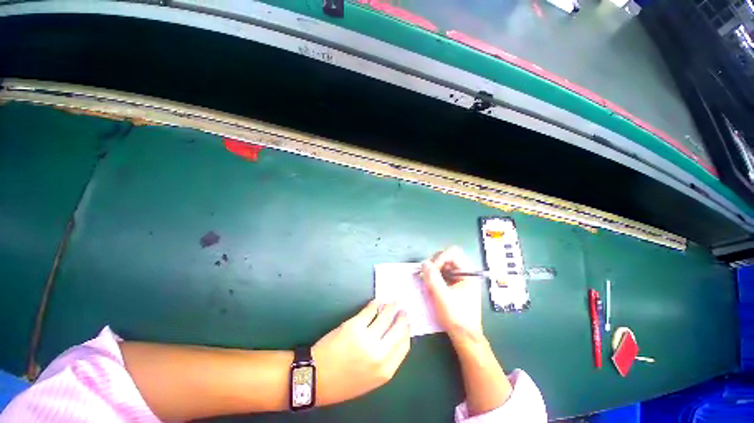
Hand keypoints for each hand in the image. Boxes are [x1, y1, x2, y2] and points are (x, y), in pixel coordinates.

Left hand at [312, 300, 409, 405]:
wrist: (316, 378)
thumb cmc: (343, 382)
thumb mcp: (370, 380)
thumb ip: (385, 361)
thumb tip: (393, 338)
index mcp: (385, 371)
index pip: (404, 345)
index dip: (407, 332)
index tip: (406, 324)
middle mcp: (380, 354)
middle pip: (398, 329)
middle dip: (402, 317)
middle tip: (402, 310)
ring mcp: (367, 338)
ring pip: (386, 316)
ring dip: (391, 307)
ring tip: (393, 302)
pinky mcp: (355, 325)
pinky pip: (371, 310)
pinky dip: (376, 303)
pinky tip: (378, 302)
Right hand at [420, 247, 483, 344]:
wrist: (464, 336)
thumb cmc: (456, 316)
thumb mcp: (442, 296)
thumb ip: (433, 278)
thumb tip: (424, 263)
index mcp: (468, 273)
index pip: (453, 253)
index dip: (440, 258)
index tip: (431, 269)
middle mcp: (465, 273)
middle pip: (448, 257)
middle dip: (435, 263)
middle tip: (427, 274)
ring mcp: (460, 279)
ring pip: (444, 265)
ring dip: (434, 270)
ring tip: (427, 280)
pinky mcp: (454, 285)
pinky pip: (443, 273)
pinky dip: (435, 276)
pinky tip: (430, 285)